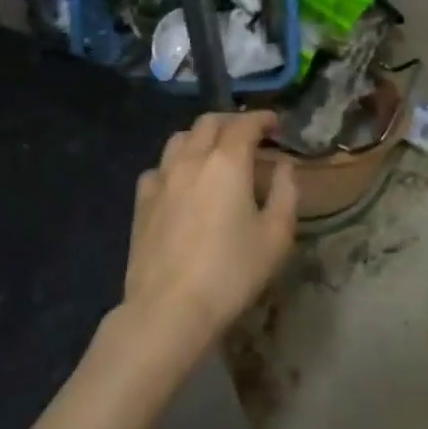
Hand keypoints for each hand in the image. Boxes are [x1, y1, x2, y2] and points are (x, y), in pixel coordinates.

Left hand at [121, 111, 299, 358]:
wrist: (169, 309)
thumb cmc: (231, 272)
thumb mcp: (276, 237)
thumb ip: (285, 193)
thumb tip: (284, 167)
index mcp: (227, 162)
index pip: (246, 124)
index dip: (262, 118)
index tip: (275, 124)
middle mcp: (192, 159)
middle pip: (209, 122)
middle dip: (232, 121)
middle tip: (248, 135)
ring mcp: (162, 178)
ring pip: (180, 138)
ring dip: (201, 137)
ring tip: (214, 152)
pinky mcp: (142, 202)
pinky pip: (158, 168)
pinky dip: (174, 165)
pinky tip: (181, 182)